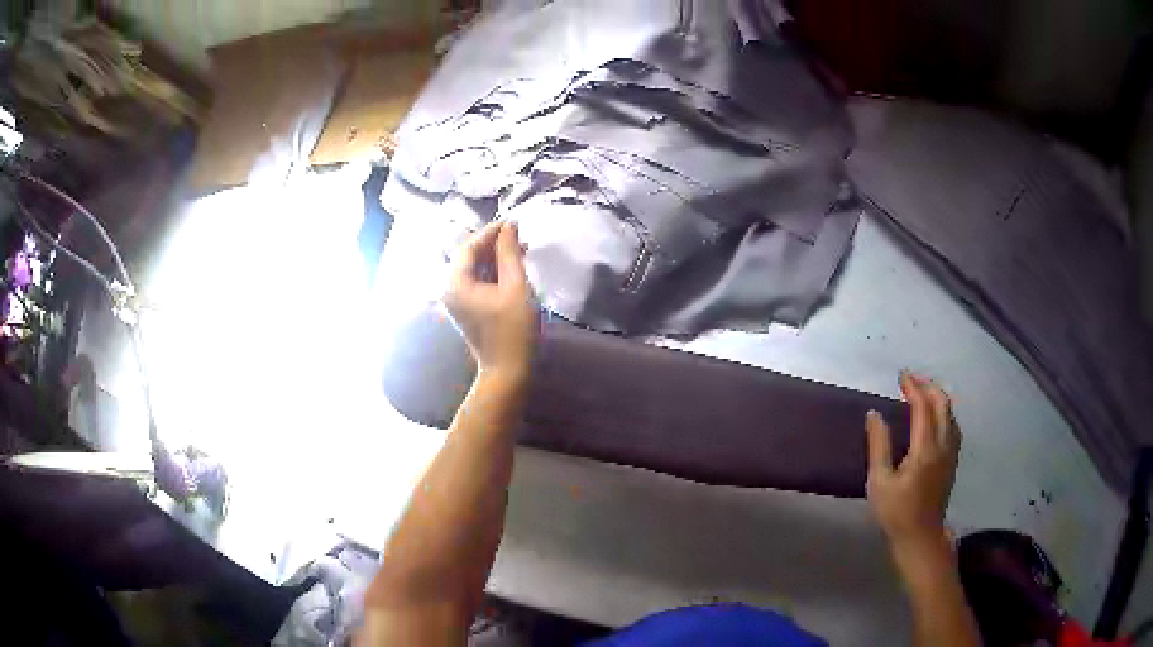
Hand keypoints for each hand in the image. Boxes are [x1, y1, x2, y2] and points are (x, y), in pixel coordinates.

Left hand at [444, 221, 536, 384]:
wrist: (508, 371)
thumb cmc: (514, 329)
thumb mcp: (516, 287)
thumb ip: (510, 253)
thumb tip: (509, 226)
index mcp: (455, 284)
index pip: (469, 247)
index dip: (490, 232)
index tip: (513, 223)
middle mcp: (449, 290)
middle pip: (468, 257)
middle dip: (493, 245)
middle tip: (518, 236)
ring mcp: (455, 301)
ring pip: (473, 269)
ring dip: (494, 258)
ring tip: (520, 250)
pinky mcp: (465, 309)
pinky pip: (476, 282)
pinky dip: (492, 273)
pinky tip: (512, 269)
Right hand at [866, 372, 961, 556]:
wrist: (920, 537)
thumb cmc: (896, 512)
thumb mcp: (879, 482)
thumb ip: (879, 445)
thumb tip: (874, 414)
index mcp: (925, 449)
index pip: (923, 407)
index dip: (913, 387)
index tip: (901, 376)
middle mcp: (943, 445)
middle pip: (943, 404)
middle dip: (928, 386)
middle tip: (911, 381)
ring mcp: (951, 453)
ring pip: (951, 413)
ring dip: (937, 397)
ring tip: (921, 393)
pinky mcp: (953, 460)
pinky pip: (953, 425)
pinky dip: (943, 412)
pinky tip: (934, 417)